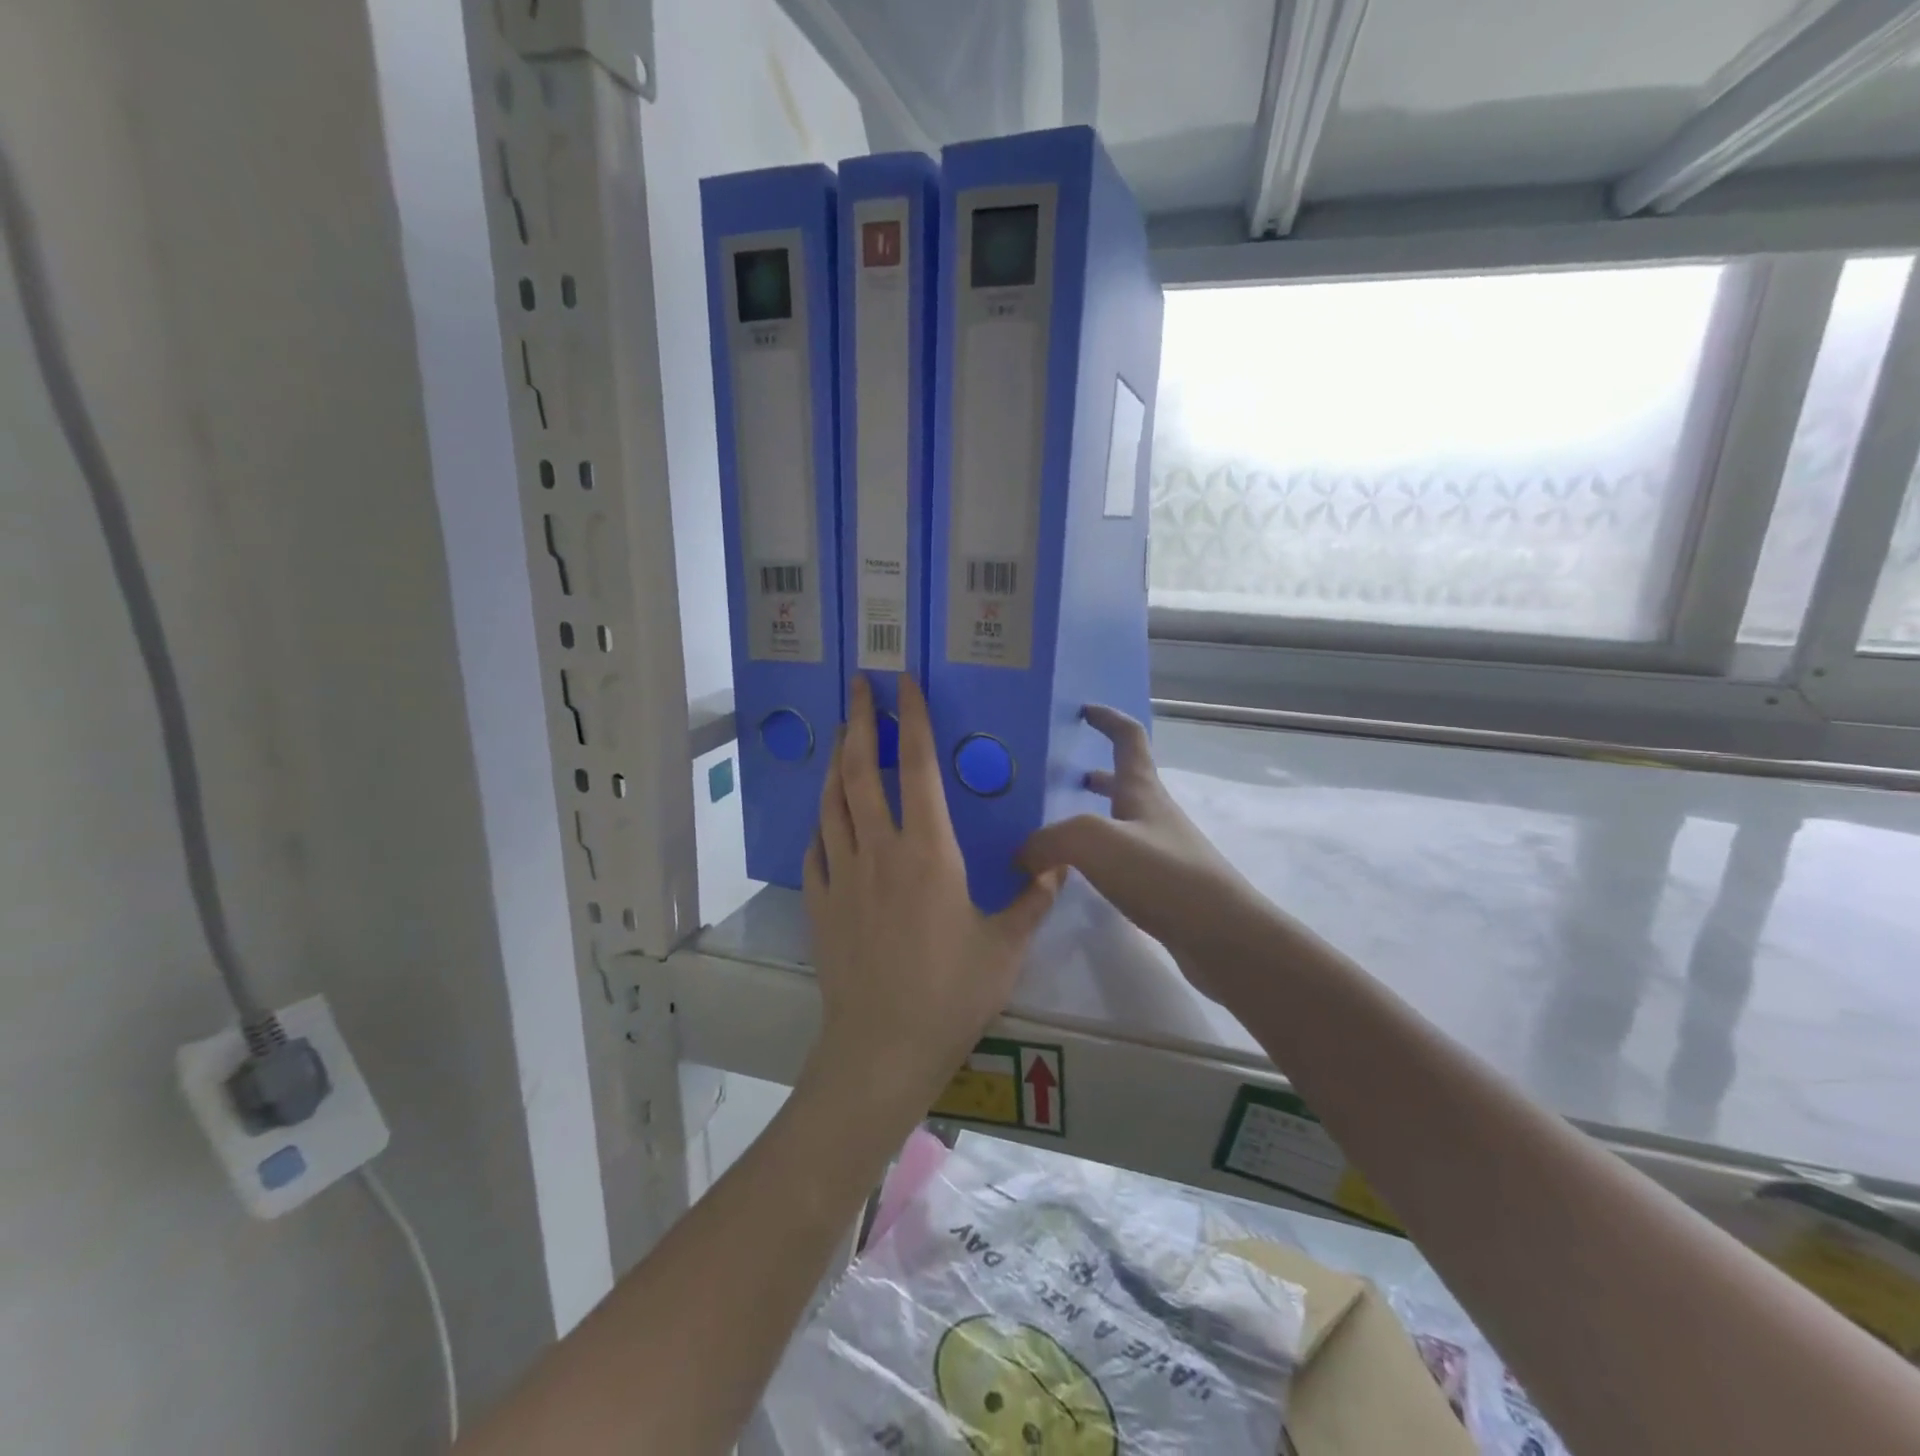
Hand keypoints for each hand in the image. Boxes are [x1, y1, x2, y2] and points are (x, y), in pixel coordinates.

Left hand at [804, 675, 1063, 1111]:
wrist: (882, 1046)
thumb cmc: (951, 993)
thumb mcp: (1006, 946)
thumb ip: (1033, 899)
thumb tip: (1059, 864)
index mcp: (928, 851)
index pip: (916, 767)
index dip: (910, 721)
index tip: (903, 685)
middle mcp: (879, 850)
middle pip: (860, 771)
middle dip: (858, 722)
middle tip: (857, 687)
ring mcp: (842, 875)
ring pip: (831, 803)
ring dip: (835, 763)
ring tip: (839, 738)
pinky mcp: (819, 903)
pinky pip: (815, 848)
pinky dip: (821, 822)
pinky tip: (826, 818)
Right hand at [1020, 706, 1253, 992]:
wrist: (1222, 936)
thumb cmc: (1162, 875)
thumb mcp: (1094, 842)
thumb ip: (1049, 840)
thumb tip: (1022, 854)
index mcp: (1143, 790)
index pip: (1128, 738)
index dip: (1107, 719)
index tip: (1084, 710)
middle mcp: (1155, 814)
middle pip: (1125, 781)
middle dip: (1095, 775)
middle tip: (1059, 780)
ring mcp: (1163, 851)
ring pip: (1122, 822)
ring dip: (1094, 817)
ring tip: (1056, 832)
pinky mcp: (1164, 887)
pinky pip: (1123, 859)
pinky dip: (1098, 857)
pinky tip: (1078, 877)